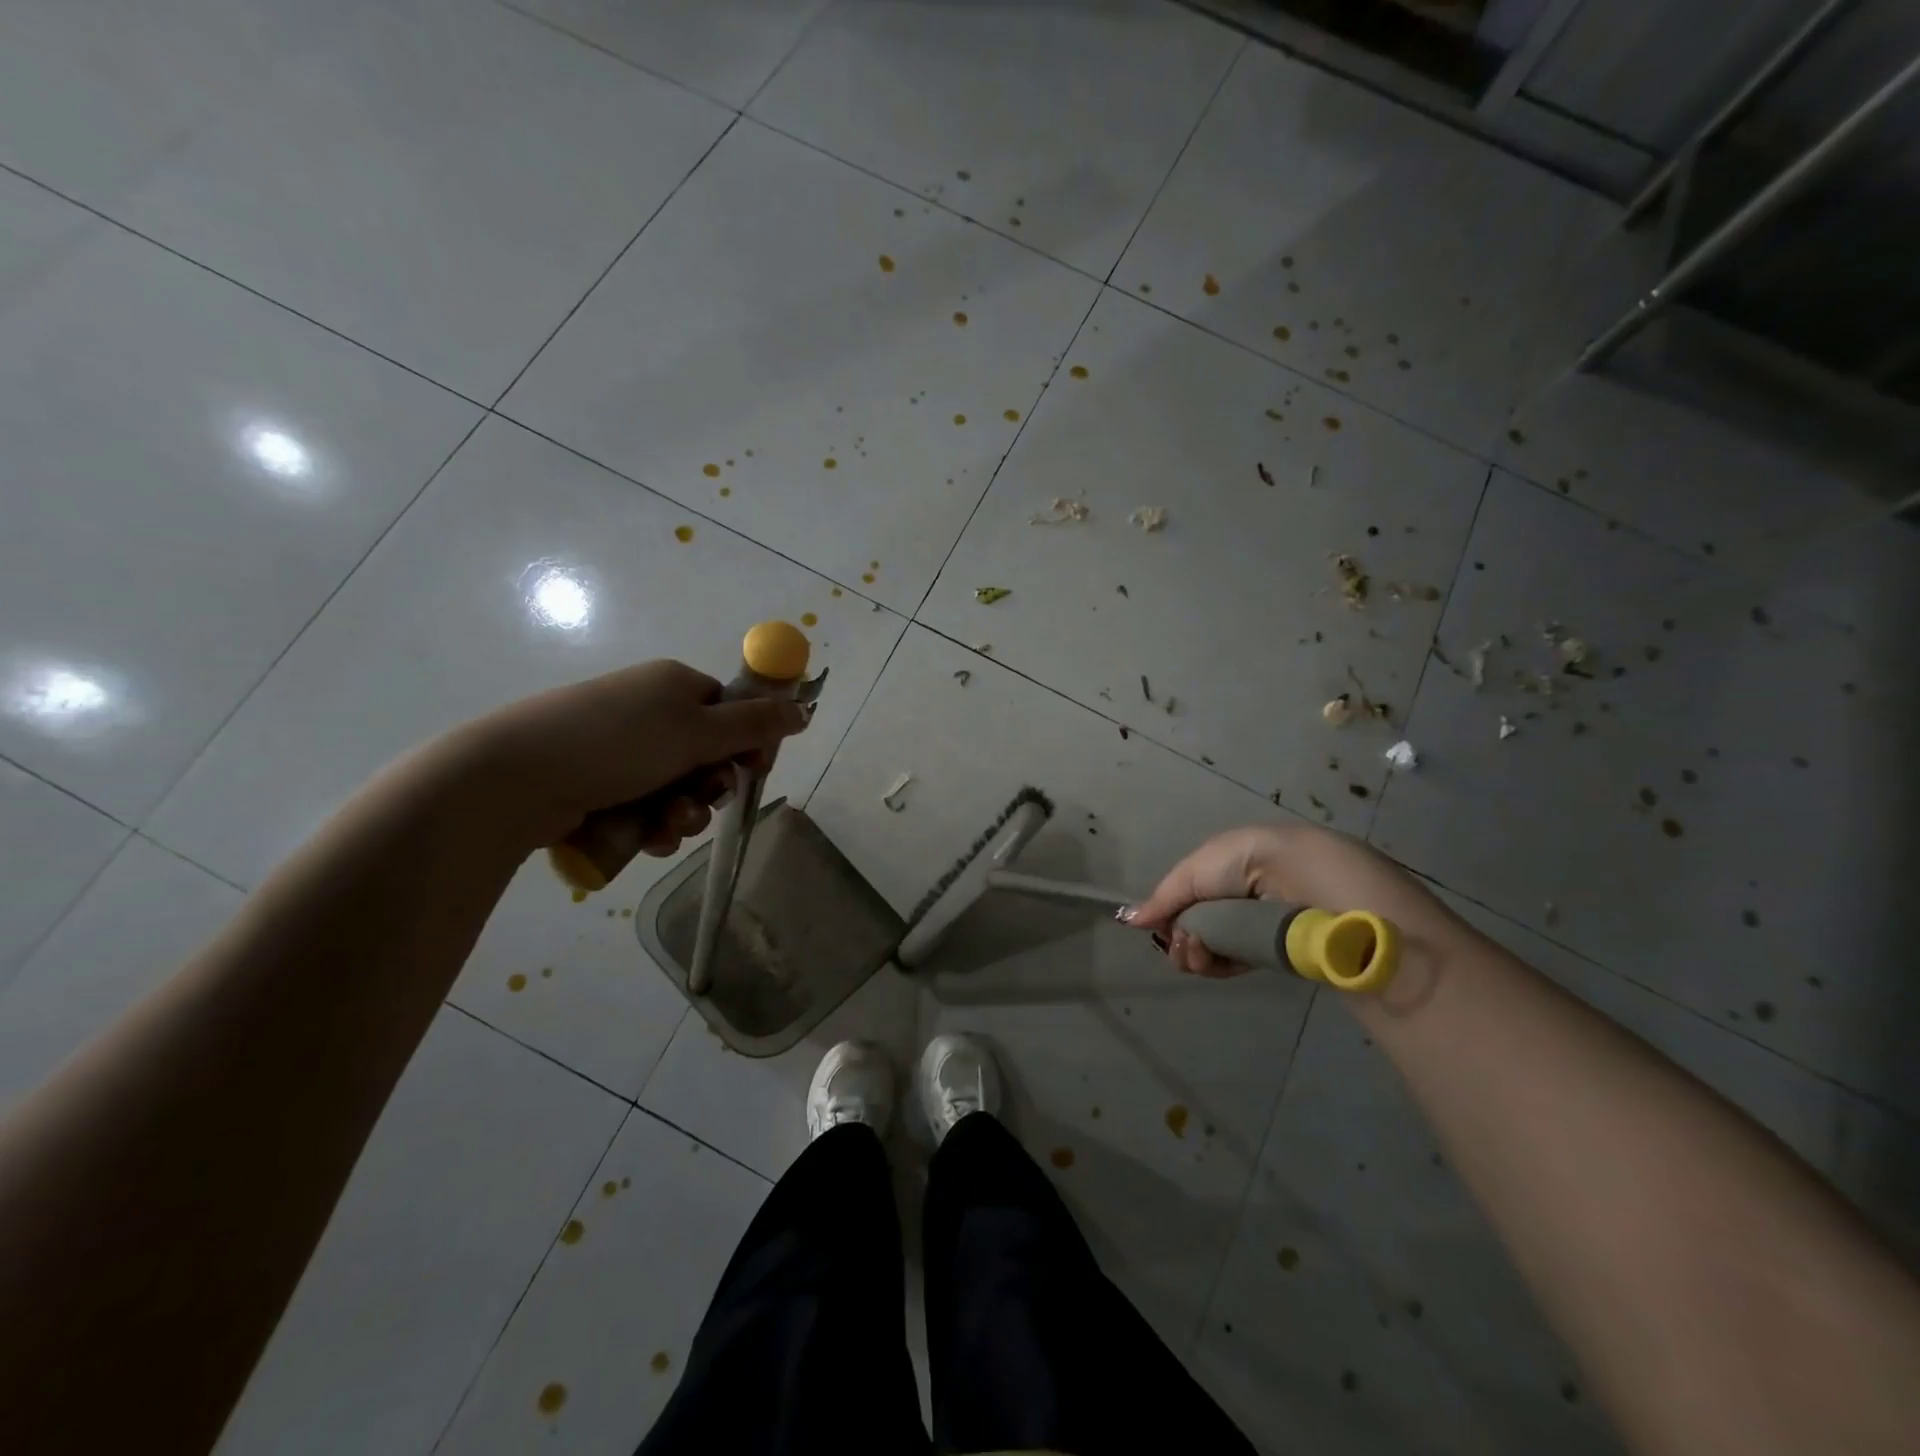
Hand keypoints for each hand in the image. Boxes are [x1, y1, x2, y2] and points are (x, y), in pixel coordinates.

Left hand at [461, 660, 809, 855]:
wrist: (515, 777)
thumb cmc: (617, 743)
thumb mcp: (697, 731)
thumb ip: (755, 724)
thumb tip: (803, 709)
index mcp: (673, 686)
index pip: (729, 711)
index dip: (746, 743)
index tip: (752, 770)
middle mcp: (648, 712)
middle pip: (706, 755)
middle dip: (709, 787)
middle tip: (700, 800)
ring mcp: (619, 749)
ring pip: (677, 788)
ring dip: (683, 813)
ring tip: (665, 828)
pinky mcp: (596, 784)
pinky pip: (644, 807)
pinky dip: (652, 826)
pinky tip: (645, 839)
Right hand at [1128, 822, 1469, 976]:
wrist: (1310, 883)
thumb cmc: (1250, 864)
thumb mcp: (1196, 869)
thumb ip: (1164, 897)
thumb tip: (1127, 919)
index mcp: (1226, 869)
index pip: (1186, 898)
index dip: (1169, 915)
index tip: (1160, 930)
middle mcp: (1240, 897)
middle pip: (1194, 926)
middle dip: (1180, 939)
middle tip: (1183, 947)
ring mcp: (1256, 927)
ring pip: (1210, 948)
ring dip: (1193, 953)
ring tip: (1197, 953)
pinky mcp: (1274, 954)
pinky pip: (1232, 963)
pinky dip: (1215, 965)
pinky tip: (1209, 961)